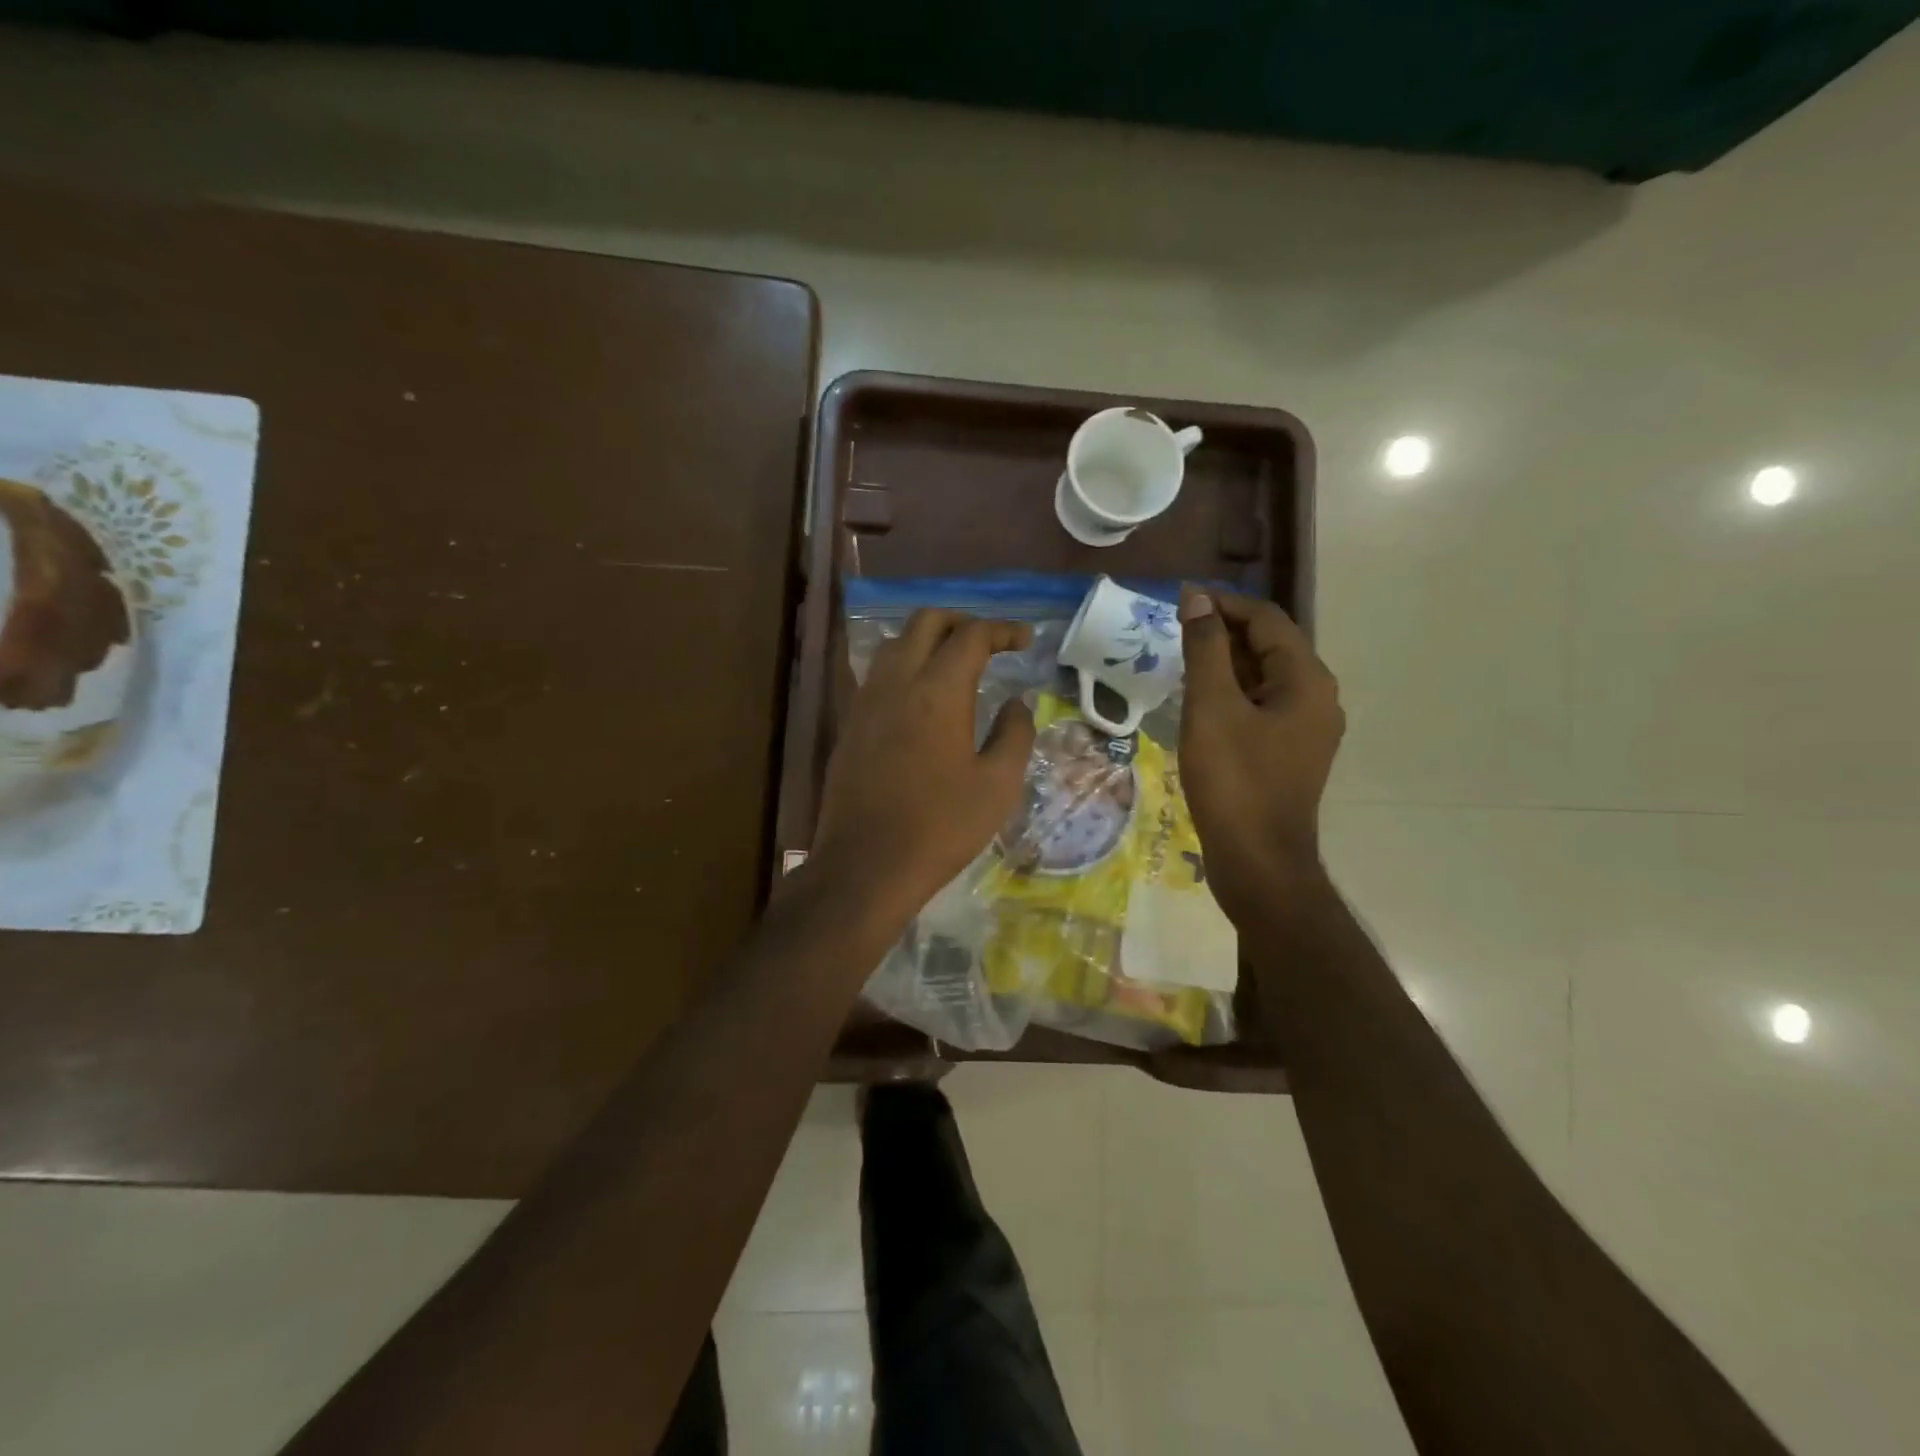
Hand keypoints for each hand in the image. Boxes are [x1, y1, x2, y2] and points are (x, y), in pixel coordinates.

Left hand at [812, 610, 1035, 927]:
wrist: (866, 865)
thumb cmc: (940, 827)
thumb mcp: (998, 785)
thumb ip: (1015, 734)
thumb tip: (1017, 703)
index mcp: (937, 690)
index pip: (971, 636)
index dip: (1003, 630)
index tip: (1026, 640)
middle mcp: (896, 681)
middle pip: (926, 622)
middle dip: (962, 621)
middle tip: (990, 643)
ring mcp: (866, 700)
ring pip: (895, 643)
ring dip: (928, 640)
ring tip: (955, 663)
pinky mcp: (850, 723)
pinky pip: (878, 674)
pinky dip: (905, 665)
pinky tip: (921, 696)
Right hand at [1178, 588, 1343, 924]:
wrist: (1258, 862)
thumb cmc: (1234, 781)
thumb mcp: (1212, 708)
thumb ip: (1205, 649)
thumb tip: (1198, 600)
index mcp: (1307, 680)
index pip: (1267, 620)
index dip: (1223, 604)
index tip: (1180, 601)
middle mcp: (1317, 698)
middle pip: (1270, 646)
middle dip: (1223, 632)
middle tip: (1175, 631)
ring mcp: (1306, 730)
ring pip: (1264, 678)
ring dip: (1225, 664)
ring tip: (1181, 662)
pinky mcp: (1290, 754)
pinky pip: (1262, 707)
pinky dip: (1232, 694)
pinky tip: (1200, 703)